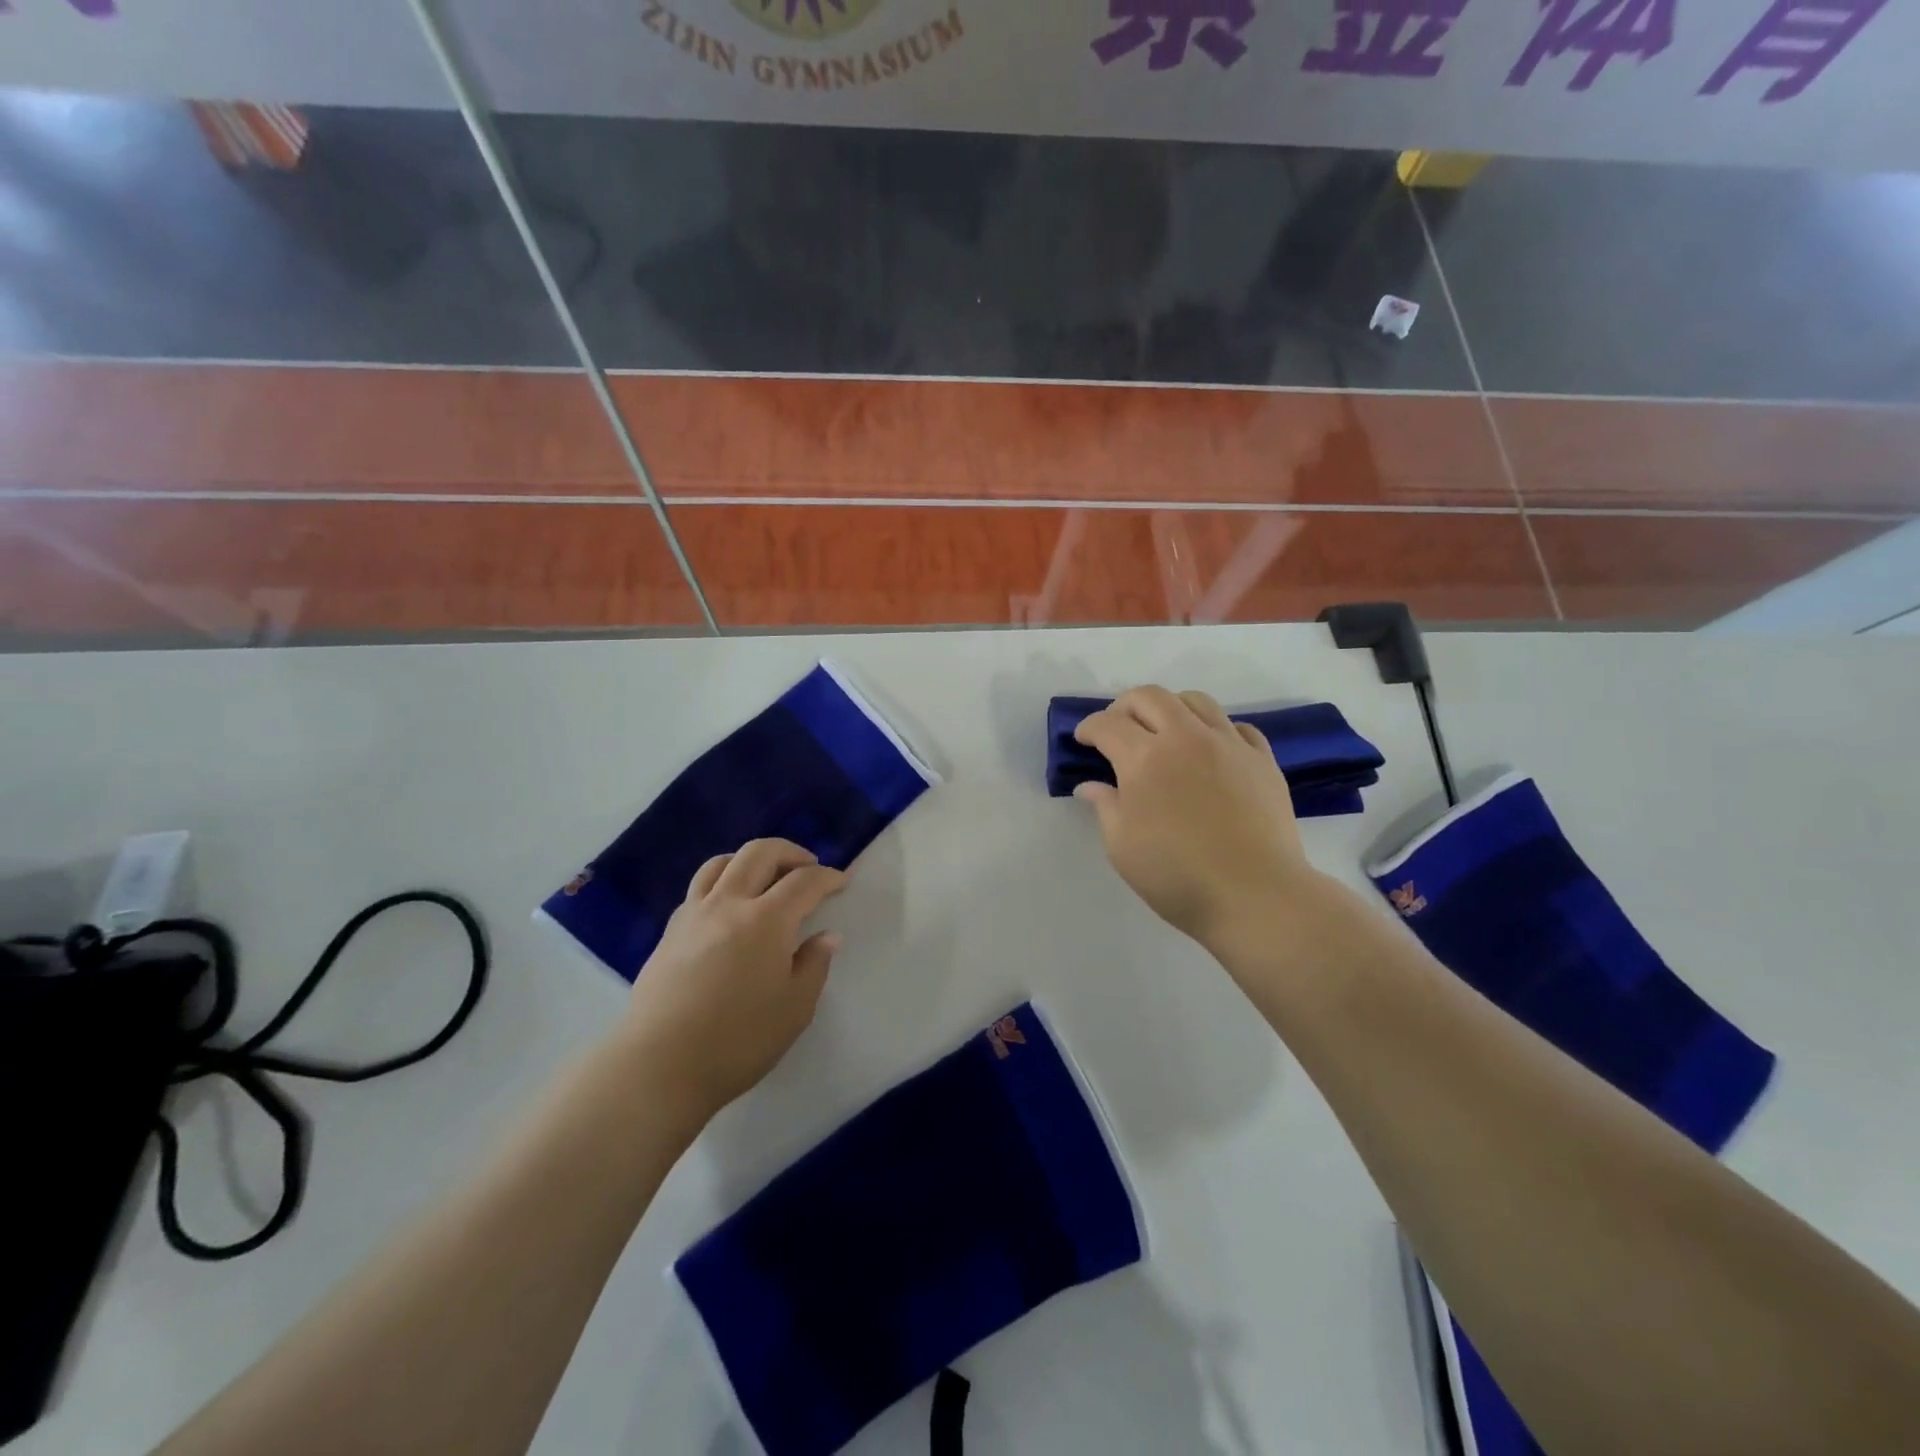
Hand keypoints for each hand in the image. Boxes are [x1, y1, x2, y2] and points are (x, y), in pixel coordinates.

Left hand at [622, 839, 846, 1122]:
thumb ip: (814, 965)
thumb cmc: (738, 1041)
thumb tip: (826, 936)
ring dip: (750, 860)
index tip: (841, 882)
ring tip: (764, 878)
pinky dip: (722, 884)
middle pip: (759, 853)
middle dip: (790, 852)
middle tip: (807, 867)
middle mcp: (728, 904)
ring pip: (721, 863)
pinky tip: (729, 910)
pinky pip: (699, 890)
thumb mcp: (795, 1009)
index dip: (828, 876)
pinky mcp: (669, 933)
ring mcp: (693, 915)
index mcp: (766, 920)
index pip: (804, 881)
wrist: (659, 1067)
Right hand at [1073, 686, 1327, 958]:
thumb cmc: (1177, 876)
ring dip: (1170, 708)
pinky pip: (1236, 726)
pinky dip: (1215, 729)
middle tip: (1117, 728)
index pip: (1108, 724)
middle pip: (1150, 697)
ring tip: (1164, 731)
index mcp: (1144, 758)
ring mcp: (1228, 744)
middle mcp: (1185, 738)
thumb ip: (1105, 807)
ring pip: (1195, 701)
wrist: (1255, 895)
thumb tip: (1090, 786)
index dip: (1089, 727)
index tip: (1083, 739)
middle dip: (1124, 706)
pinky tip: (1210, 751)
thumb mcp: (1122, 847)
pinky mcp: (1262, 759)